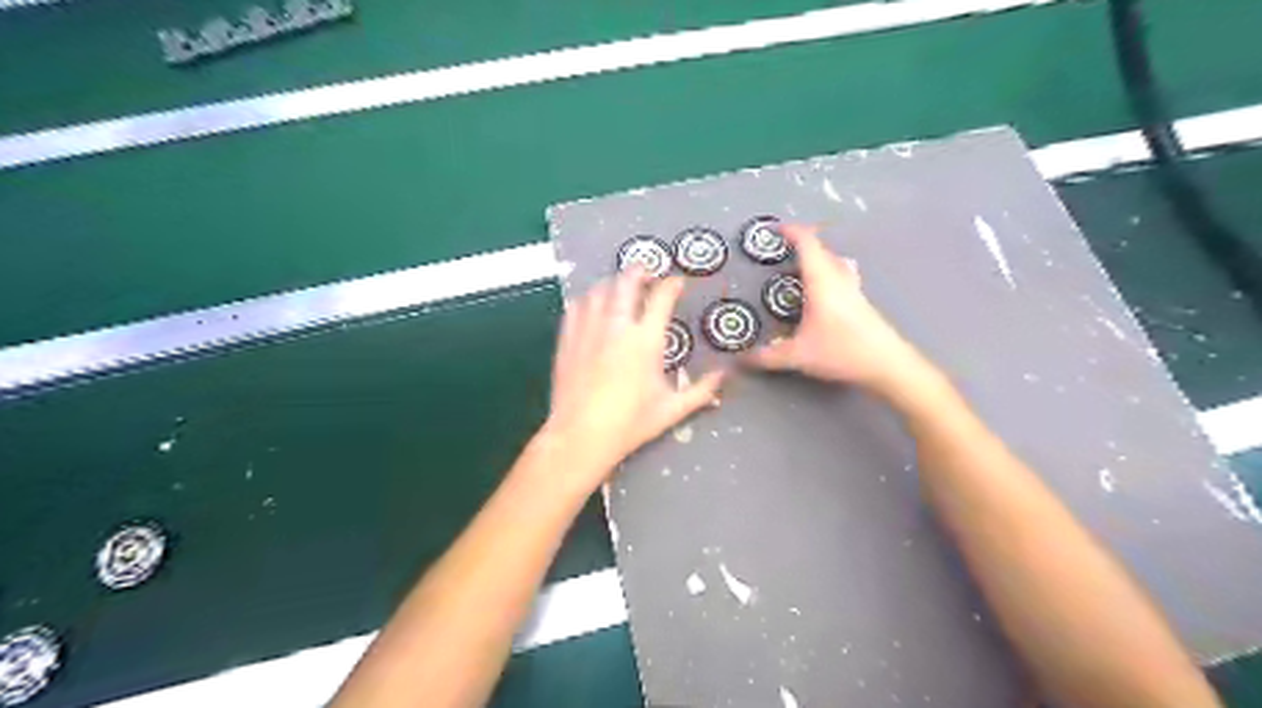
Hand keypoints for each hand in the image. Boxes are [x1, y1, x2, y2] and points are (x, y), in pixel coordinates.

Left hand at [543, 269, 730, 488]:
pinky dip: (587, 299)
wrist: (581, 436)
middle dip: (639, 271)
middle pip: (626, 282)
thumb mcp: (672, 409)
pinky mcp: (568, 340)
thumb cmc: (630, 423)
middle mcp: (617, 327)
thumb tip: (725, 375)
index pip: (662, 297)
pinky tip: (592, 305)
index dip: (672, 285)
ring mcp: (588, 330)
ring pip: (599, 290)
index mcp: (646, 340)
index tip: (678, 283)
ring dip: (613, 283)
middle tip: (647, 272)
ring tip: (620, 287)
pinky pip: (575, 307)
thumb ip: (702, 390)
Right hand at [742, 224, 940, 401]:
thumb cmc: (842, 352)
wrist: (888, 365)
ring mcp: (854, 290)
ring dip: (818, 259)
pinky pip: (842, 276)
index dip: (792, 232)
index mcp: (822, 282)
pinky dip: (828, 274)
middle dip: (802, 245)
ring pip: (835, 263)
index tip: (775, 229)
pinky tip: (822, 294)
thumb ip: (767, 357)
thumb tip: (741, 359)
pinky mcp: (862, 303)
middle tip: (781, 251)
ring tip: (801, 269)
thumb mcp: (798, 356)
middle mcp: (839, 280)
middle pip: (822, 250)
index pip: (808, 245)